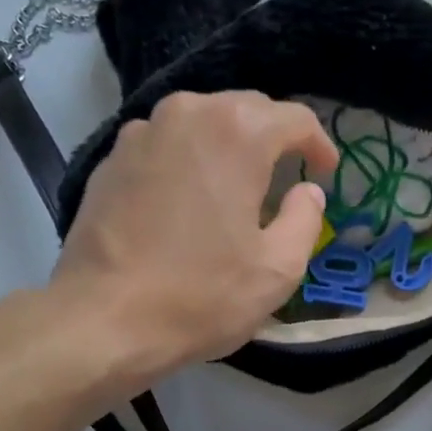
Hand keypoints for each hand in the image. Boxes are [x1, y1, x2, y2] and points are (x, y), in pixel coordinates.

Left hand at [49, 90, 336, 388]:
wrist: (104, 320)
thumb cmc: (202, 296)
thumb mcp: (278, 270)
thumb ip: (305, 219)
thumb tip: (308, 192)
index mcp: (237, 133)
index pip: (294, 119)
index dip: (319, 145)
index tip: (326, 173)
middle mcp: (187, 114)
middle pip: (245, 110)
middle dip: (274, 138)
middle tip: (289, 176)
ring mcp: (141, 133)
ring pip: (202, 123)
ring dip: (229, 147)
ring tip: (240, 186)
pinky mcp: (111, 160)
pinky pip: (167, 146)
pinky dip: (190, 163)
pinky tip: (192, 201)